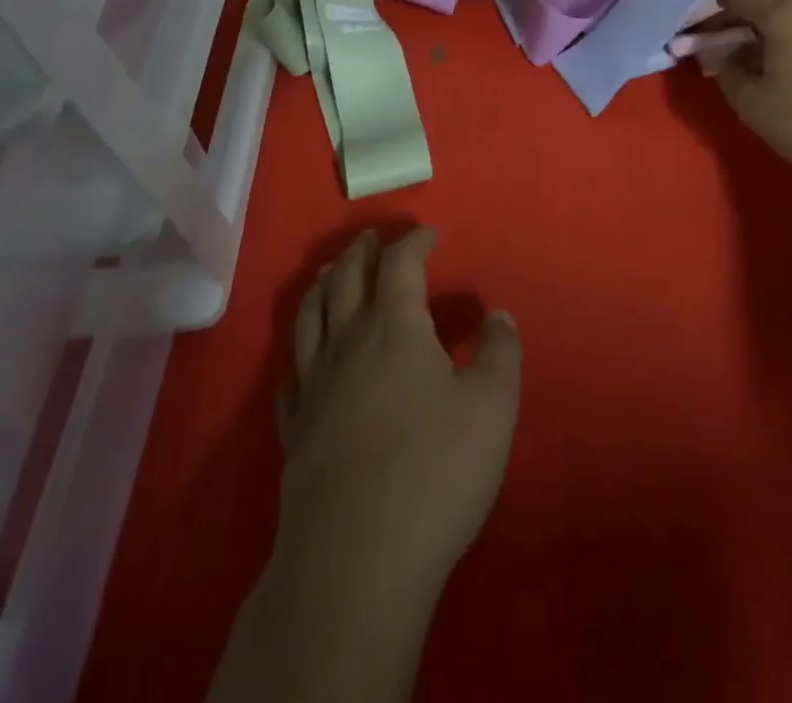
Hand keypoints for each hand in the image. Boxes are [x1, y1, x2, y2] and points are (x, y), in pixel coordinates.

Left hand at [273, 229, 521, 610]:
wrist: (356, 559)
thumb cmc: (434, 471)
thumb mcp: (492, 407)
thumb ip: (501, 353)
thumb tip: (499, 315)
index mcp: (394, 326)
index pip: (400, 264)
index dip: (414, 242)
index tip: (428, 233)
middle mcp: (347, 342)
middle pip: (347, 279)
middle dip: (362, 252)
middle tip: (372, 238)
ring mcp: (314, 386)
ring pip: (310, 316)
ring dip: (323, 285)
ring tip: (333, 273)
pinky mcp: (294, 430)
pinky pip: (290, 376)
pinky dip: (299, 353)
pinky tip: (303, 359)